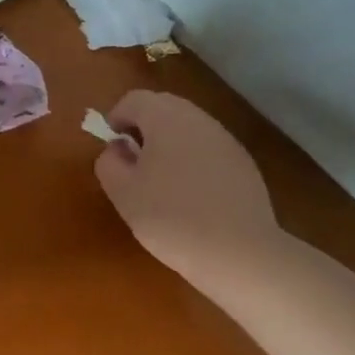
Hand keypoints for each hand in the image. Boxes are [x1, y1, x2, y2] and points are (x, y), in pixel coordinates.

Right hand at [93, 90, 278, 273]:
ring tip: (160, 179)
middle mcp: (199, 120)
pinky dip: (192, 159)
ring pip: (188, 127)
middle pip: (164, 107)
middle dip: (143, 126)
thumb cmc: (171, 218)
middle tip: (133, 160)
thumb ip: (109, 162)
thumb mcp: (123, 193)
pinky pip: (208, 148)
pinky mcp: (245, 165)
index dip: (116, 117)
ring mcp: (226, 141)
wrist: (241, 254)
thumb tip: (118, 149)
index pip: (134, 99)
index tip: (112, 147)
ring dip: (168, 142)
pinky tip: (191, 194)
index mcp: (166, 119)